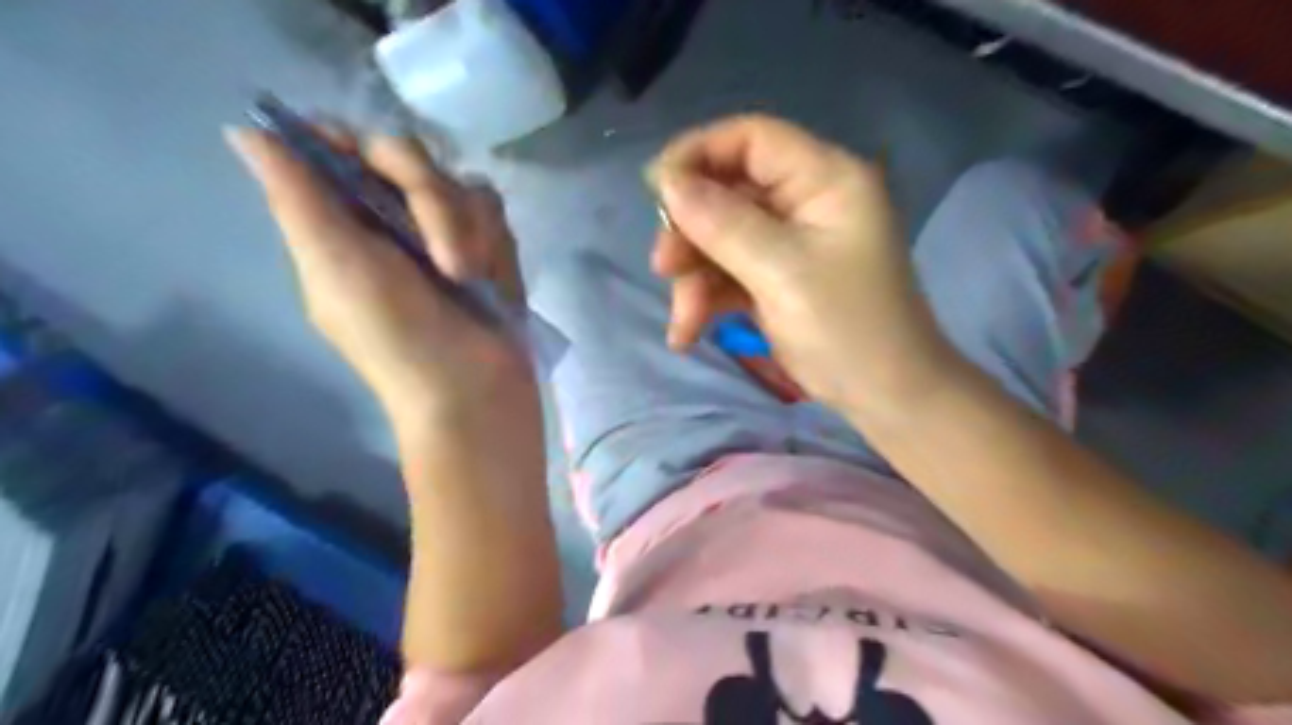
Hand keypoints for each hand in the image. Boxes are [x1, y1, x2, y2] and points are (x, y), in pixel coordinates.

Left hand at [226, 128, 535, 427]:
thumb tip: (243, 132)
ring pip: (459, 182)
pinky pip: (493, 211)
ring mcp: (443, 232)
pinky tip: (489, 280)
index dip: (354, 145)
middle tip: (441, 258)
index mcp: (340, 223)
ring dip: (468, 234)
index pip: (336, 146)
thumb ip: (297, 198)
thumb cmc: (397, 338)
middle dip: (431, 201)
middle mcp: (390, 219)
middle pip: (405, 154)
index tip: (374, 171)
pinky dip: (494, 245)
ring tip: (467, 281)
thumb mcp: (336, 269)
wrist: (473, 389)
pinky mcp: (488, 245)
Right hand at [653, 116, 950, 413]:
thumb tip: (667, 182)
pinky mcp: (775, 279)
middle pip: (729, 191)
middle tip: (664, 267)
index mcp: (825, 179)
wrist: (885, 397)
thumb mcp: (783, 272)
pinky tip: (686, 334)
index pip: (752, 138)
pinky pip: (728, 274)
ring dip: (694, 278)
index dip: (699, 153)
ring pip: (720, 238)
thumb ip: (723, 224)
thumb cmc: (847, 328)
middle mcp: (806, 202)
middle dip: (691, 231)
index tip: (656, 188)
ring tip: (683, 323)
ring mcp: (789, 243)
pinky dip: (705, 301)